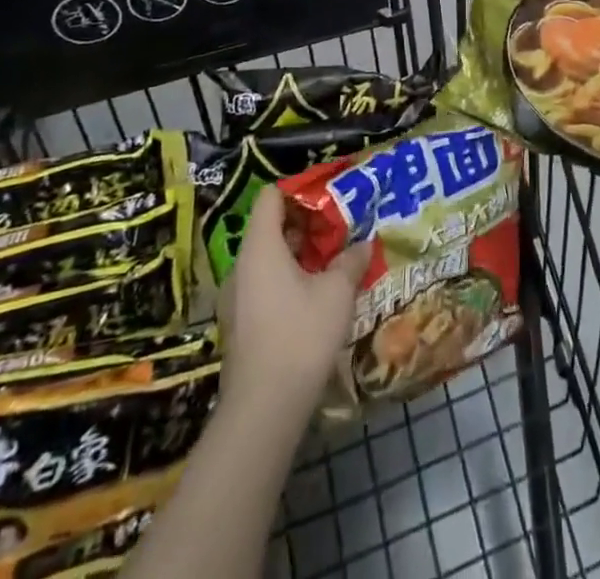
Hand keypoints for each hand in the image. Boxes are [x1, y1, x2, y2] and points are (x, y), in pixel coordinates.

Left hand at [217, 185, 373, 429]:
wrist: (263, 410)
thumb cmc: (301, 336)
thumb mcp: (337, 292)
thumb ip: (350, 261)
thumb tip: (363, 244)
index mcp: (260, 247)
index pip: (270, 197)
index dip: (298, 190)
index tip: (328, 194)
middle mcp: (241, 266)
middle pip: (269, 227)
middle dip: (305, 224)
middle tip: (339, 227)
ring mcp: (237, 298)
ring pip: (268, 259)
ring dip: (298, 255)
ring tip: (332, 260)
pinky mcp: (240, 325)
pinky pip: (264, 284)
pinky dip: (288, 279)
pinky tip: (315, 295)